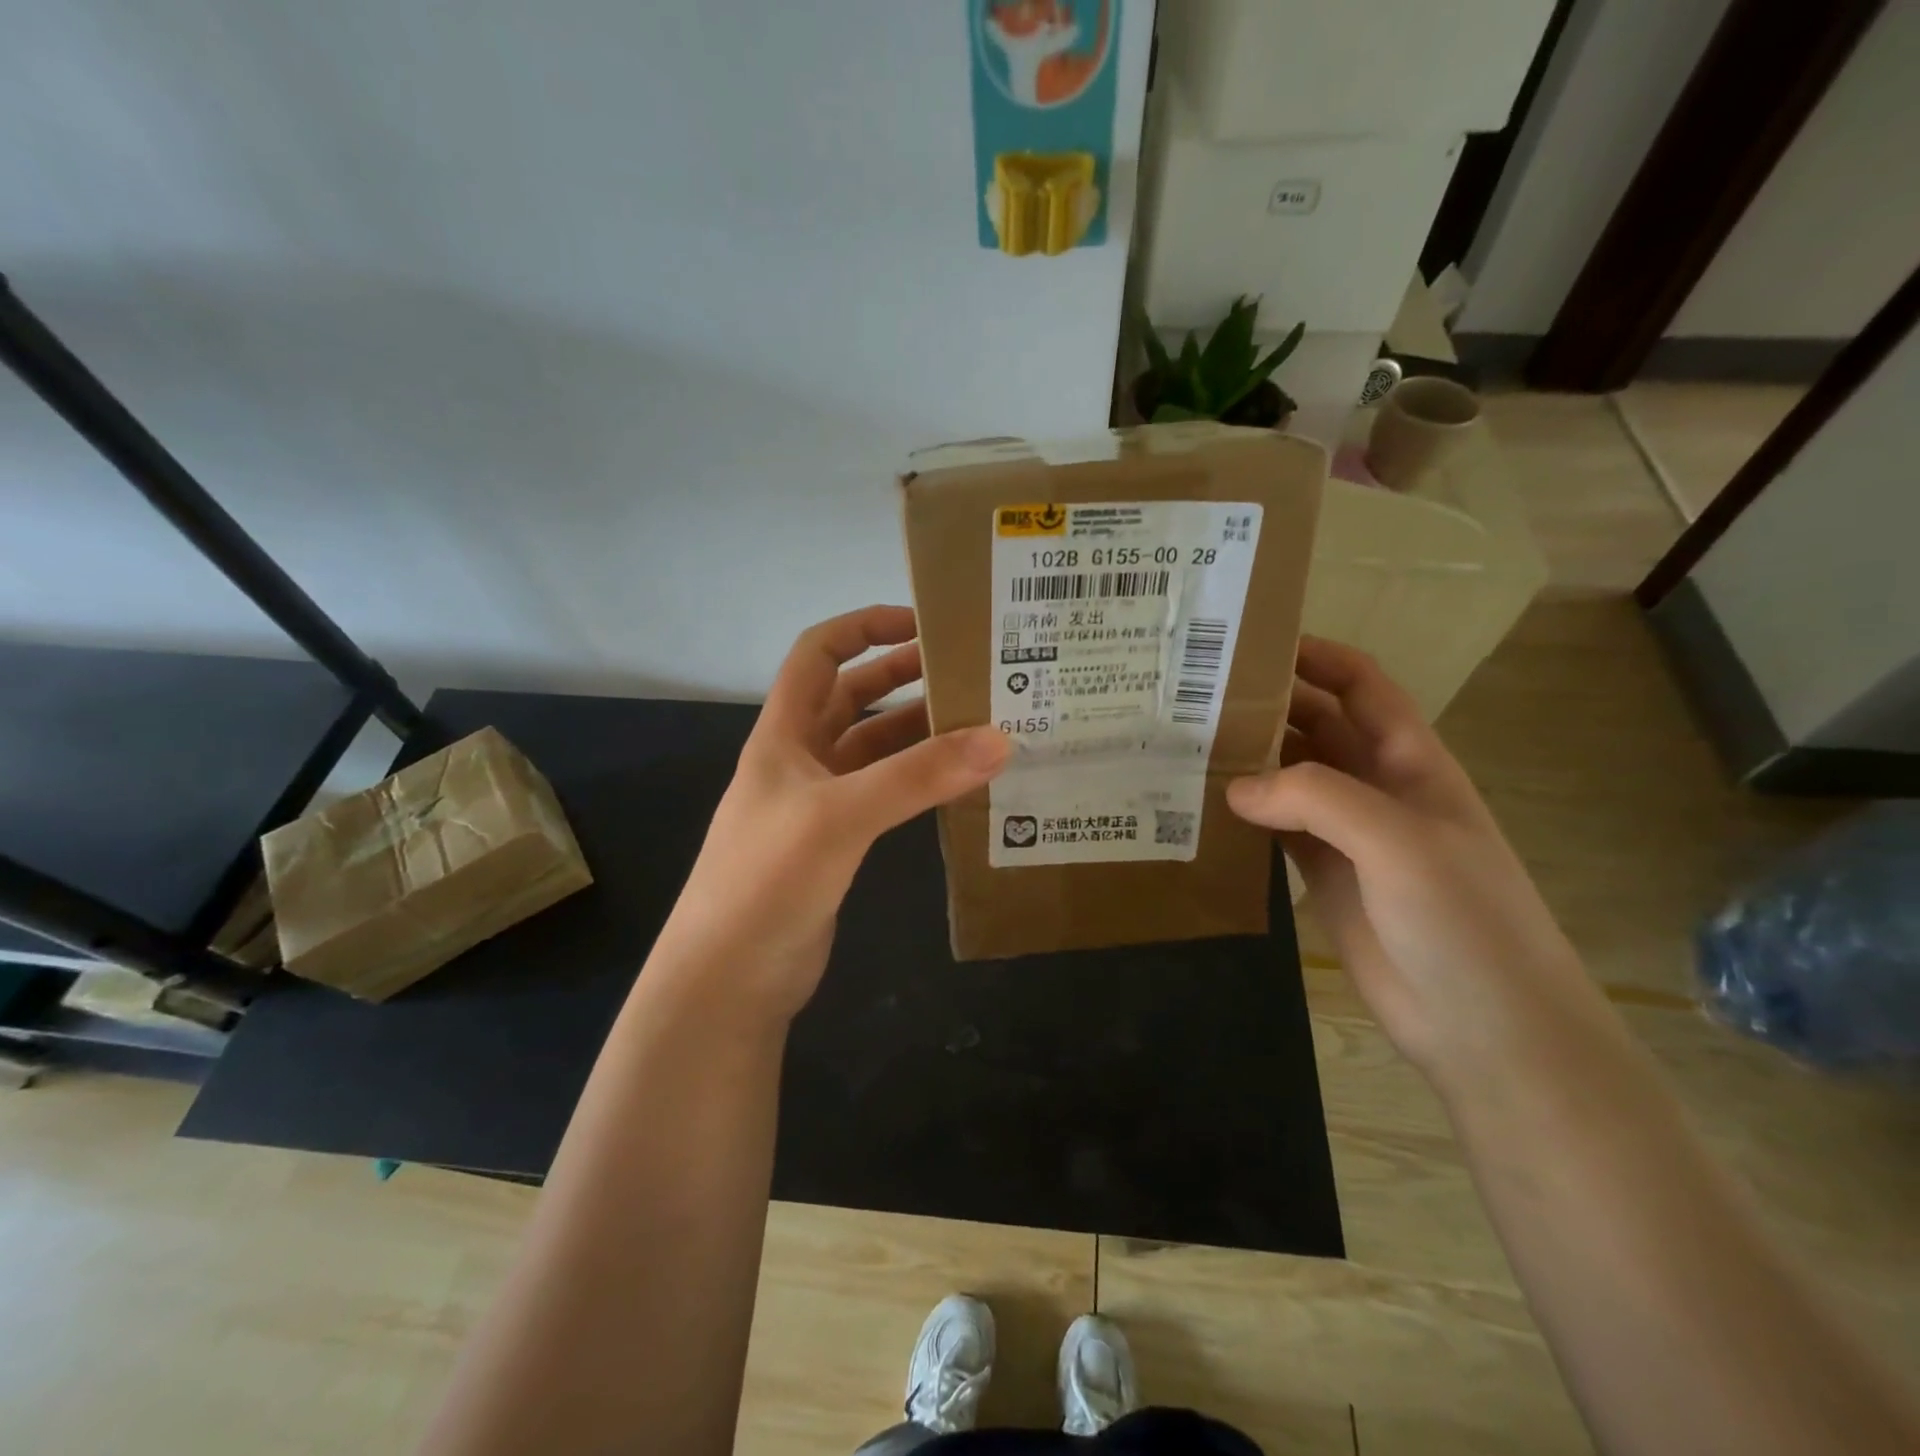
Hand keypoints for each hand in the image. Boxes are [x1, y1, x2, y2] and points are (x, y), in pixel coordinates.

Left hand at [654, 606, 1008, 1022]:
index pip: (818, 654)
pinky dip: (916, 781)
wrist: (729, 977)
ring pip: (873, 748)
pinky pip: (883, 794)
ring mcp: (818, 803)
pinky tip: (956, 783)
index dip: (863, 627)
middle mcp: (800, 759)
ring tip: (977, 723)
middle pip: (852, 697)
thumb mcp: (841, 816)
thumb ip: (918, 777)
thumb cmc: (767, 879)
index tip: (922, 623)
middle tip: (966, 671)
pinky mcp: (836, 843)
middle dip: (902, 676)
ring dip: (916, 732)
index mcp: (784, 733)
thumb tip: (999, 739)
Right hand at [1228, 638, 1598, 1084]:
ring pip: (1289, 778)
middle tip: (1195, 696)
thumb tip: (1233, 785)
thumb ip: (1316, 799)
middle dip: (1267, 706)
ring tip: (1185, 745)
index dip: (1317, 657)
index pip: (1362, 687)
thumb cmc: (1463, 920)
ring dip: (1248, 760)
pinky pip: (1275, 828)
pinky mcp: (1322, 875)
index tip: (1253, 643)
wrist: (1486, 1026)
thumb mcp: (1399, 842)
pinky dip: (1243, 814)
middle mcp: (1376, 788)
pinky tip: (1202, 807)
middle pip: (1316, 727)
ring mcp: (1348, 835)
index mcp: (1411, 762)